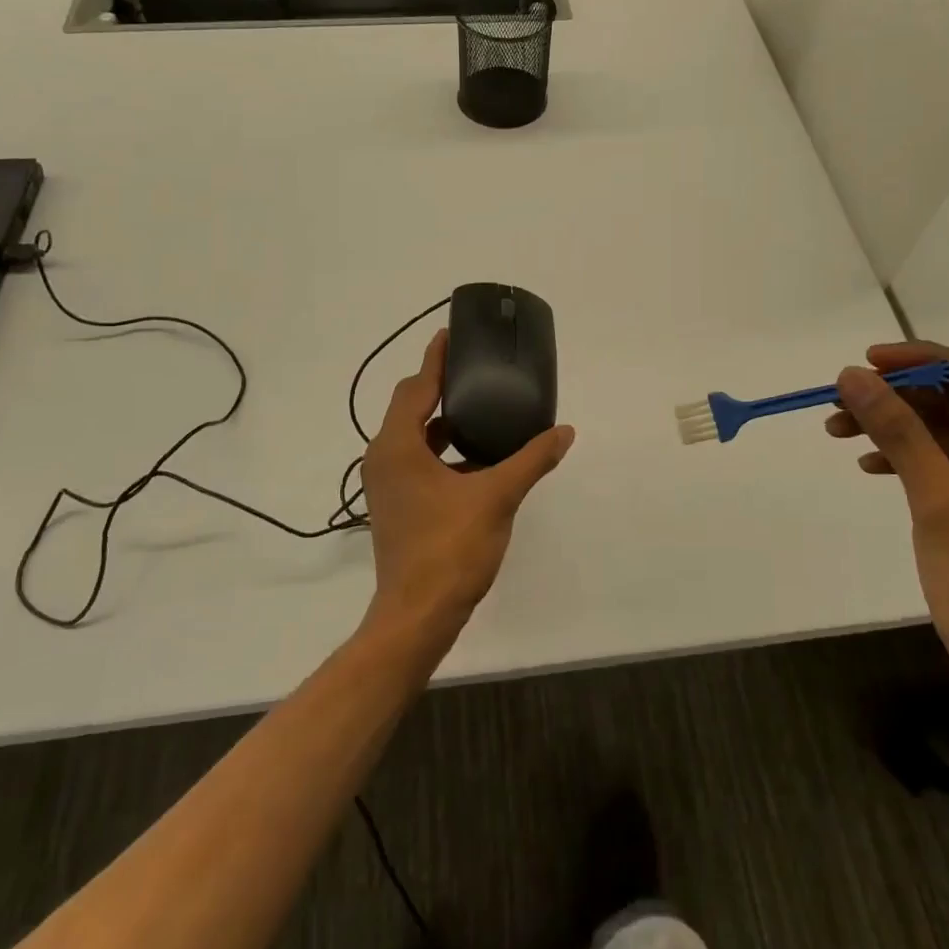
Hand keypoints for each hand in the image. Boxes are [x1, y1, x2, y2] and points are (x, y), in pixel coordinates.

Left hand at [361, 329, 575, 642]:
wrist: (417, 615)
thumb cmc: (450, 548)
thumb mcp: (497, 497)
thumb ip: (531, 459)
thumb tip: (564, 431)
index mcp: (398, 446)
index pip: (416, 387)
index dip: (435, 359)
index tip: (450, 333)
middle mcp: (383, 458)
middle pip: (410, 407)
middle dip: (439, 385)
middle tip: (474, 366)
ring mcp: (386, 484)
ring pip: (413, 436)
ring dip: (441, 420)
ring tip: (479, 406)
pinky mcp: (395, 505)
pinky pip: (416, 460)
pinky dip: (441, 449)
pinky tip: (474, 457)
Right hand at [827, 342, 948, 723]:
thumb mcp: (940, 501)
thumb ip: (898, 431)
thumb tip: (851, 376)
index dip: (924, 362)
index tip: (866, 360)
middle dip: (900, 399)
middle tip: (841, 397)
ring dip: (896, 428)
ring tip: (838, 428)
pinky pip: (948, 463)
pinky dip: (908, 458)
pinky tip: (868, 462)